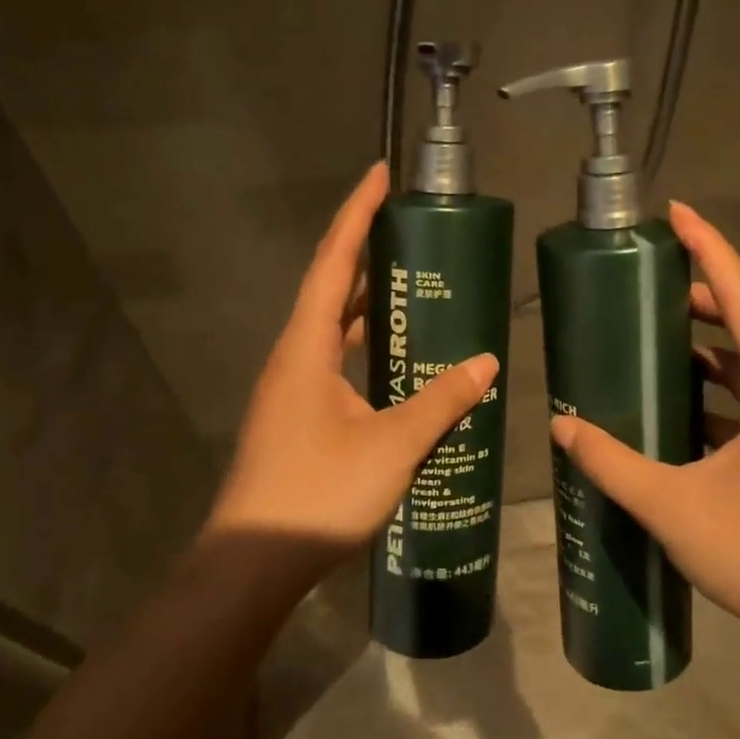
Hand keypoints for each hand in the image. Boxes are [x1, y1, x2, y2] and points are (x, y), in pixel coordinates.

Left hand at [207, 162, 498, 574]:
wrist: (253, 563)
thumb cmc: (318, 494)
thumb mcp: (392, 446)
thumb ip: (440, 401)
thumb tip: (487, 361)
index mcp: (306, 348)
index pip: (331, 263)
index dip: (356, 215)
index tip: (380, 175)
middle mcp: (294, 358)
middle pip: (328, 288)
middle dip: (364, 250)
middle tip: (409, 228)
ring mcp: (293, 390)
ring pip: (330, 328)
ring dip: (364, 300)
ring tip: (410, 282)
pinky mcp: (299, 418)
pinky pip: (335, 361)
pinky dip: (364, 345)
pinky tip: (395, 359)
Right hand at [548, 201, 739, 653]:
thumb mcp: (672, 506)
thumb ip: (612, 462)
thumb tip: (562, 425)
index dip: (710, 249)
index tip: (677, 212)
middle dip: (703, 293)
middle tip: (650, 280)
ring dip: (711, 342)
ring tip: (658, 330)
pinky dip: (720, 384)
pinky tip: (680, 399)